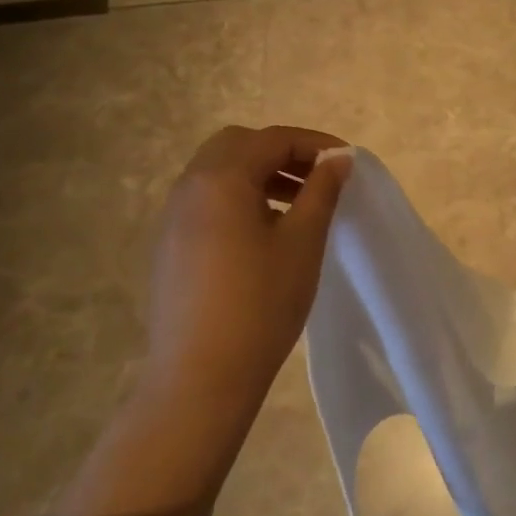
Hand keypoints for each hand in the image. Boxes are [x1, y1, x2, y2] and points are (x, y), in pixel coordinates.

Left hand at [144, 126, 349, 430]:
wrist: (200, 376)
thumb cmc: (260, 304)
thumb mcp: (302, 243)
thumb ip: (321, 191)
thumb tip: (337, 159)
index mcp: (221, 178)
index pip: (272, 139)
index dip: (314, 144)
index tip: (347, 162)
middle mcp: (189, 186)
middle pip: (238, 146)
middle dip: (281, 153)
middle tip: (317, 179)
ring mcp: (172, 217)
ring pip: (218, 174)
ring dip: (258, 175)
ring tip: (296, 205)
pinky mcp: (169, 246)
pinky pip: (206, 202)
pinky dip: (237, 199)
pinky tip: (263, 234)